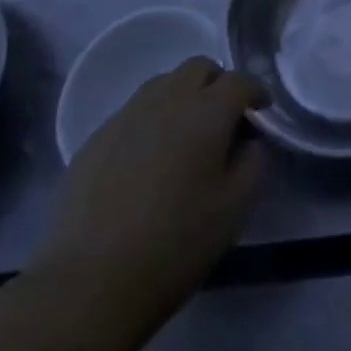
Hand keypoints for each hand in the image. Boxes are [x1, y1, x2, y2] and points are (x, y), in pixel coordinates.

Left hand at [31, 56, 268, 329]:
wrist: (88, 282)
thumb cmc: (175, 244)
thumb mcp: (235, 209)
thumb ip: (254, 162)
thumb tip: (250, 141)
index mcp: (207, 111)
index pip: (239, 80)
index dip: (256, 91)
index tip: (263, 110)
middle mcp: (168, 98)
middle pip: (199, 68)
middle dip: (218, 84)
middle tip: (224, 118)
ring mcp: (127, 115)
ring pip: (164, 84)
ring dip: (183, 98)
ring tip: (185, 137)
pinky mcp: (96, 138)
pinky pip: (134, 112)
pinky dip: (151, 122)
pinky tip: (148, 161)